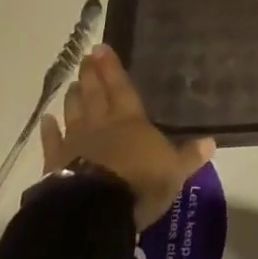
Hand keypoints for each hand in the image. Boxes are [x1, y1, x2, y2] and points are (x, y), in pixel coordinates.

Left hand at [41, 45, 216, 230]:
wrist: (96, 210)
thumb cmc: (140, 184)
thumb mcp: (174, 171)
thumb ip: (189, 155)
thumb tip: (212, 140)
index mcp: (131, 121)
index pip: (122, 88)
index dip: (113, 68)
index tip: (102, 48)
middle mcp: (102, 125)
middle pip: (96, 94)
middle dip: (92, 75)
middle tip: (85, 57)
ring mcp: (77, 144)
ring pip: (74, 113)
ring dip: (73, 98)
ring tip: (72, 83)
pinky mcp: (56, 165)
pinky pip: (52, 143)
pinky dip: (48, 131)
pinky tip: (45, 120)